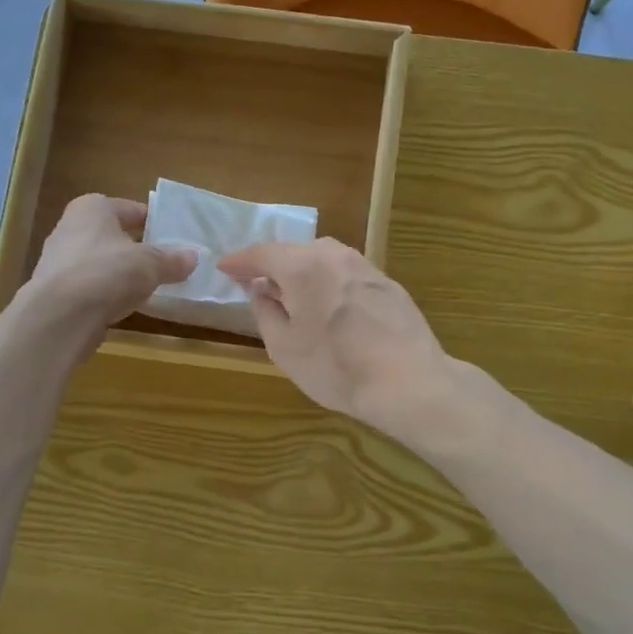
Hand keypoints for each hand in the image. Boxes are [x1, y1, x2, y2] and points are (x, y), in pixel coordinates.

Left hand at [23, 194, 196, 337]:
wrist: (60, 316)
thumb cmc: (107, 273)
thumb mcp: (150, 264)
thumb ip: (172, 260)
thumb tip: (194, 257)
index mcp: (92, 208)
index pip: (131, 209)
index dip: (154, 222)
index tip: (175, 237)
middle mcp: (71, 227)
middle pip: (114, 235)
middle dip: (138, 248)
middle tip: (166, 263)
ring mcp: (60, 261)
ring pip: (102, 262)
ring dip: (122, 273)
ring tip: (149, 287)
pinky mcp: (56, 291)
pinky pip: (91, 286)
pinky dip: (107, 293)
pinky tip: (124, 306)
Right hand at [218, 238, 458, 437]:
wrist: (408, 381)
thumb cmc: (336, 367)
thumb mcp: (284, 347)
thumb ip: (265, 312)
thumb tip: (260, 291)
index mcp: (302, 266)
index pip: (262, 253)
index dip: (240, 261)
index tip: (224, 268)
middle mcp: (334, 255)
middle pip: (294, 251)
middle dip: (272, 265)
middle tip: (255, 282)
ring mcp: (365, 266)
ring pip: (323, 259)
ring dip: (302, 272)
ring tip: (291, 294)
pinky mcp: (387, 284)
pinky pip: (346, 274)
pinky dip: (328, 282)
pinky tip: (328, 305)